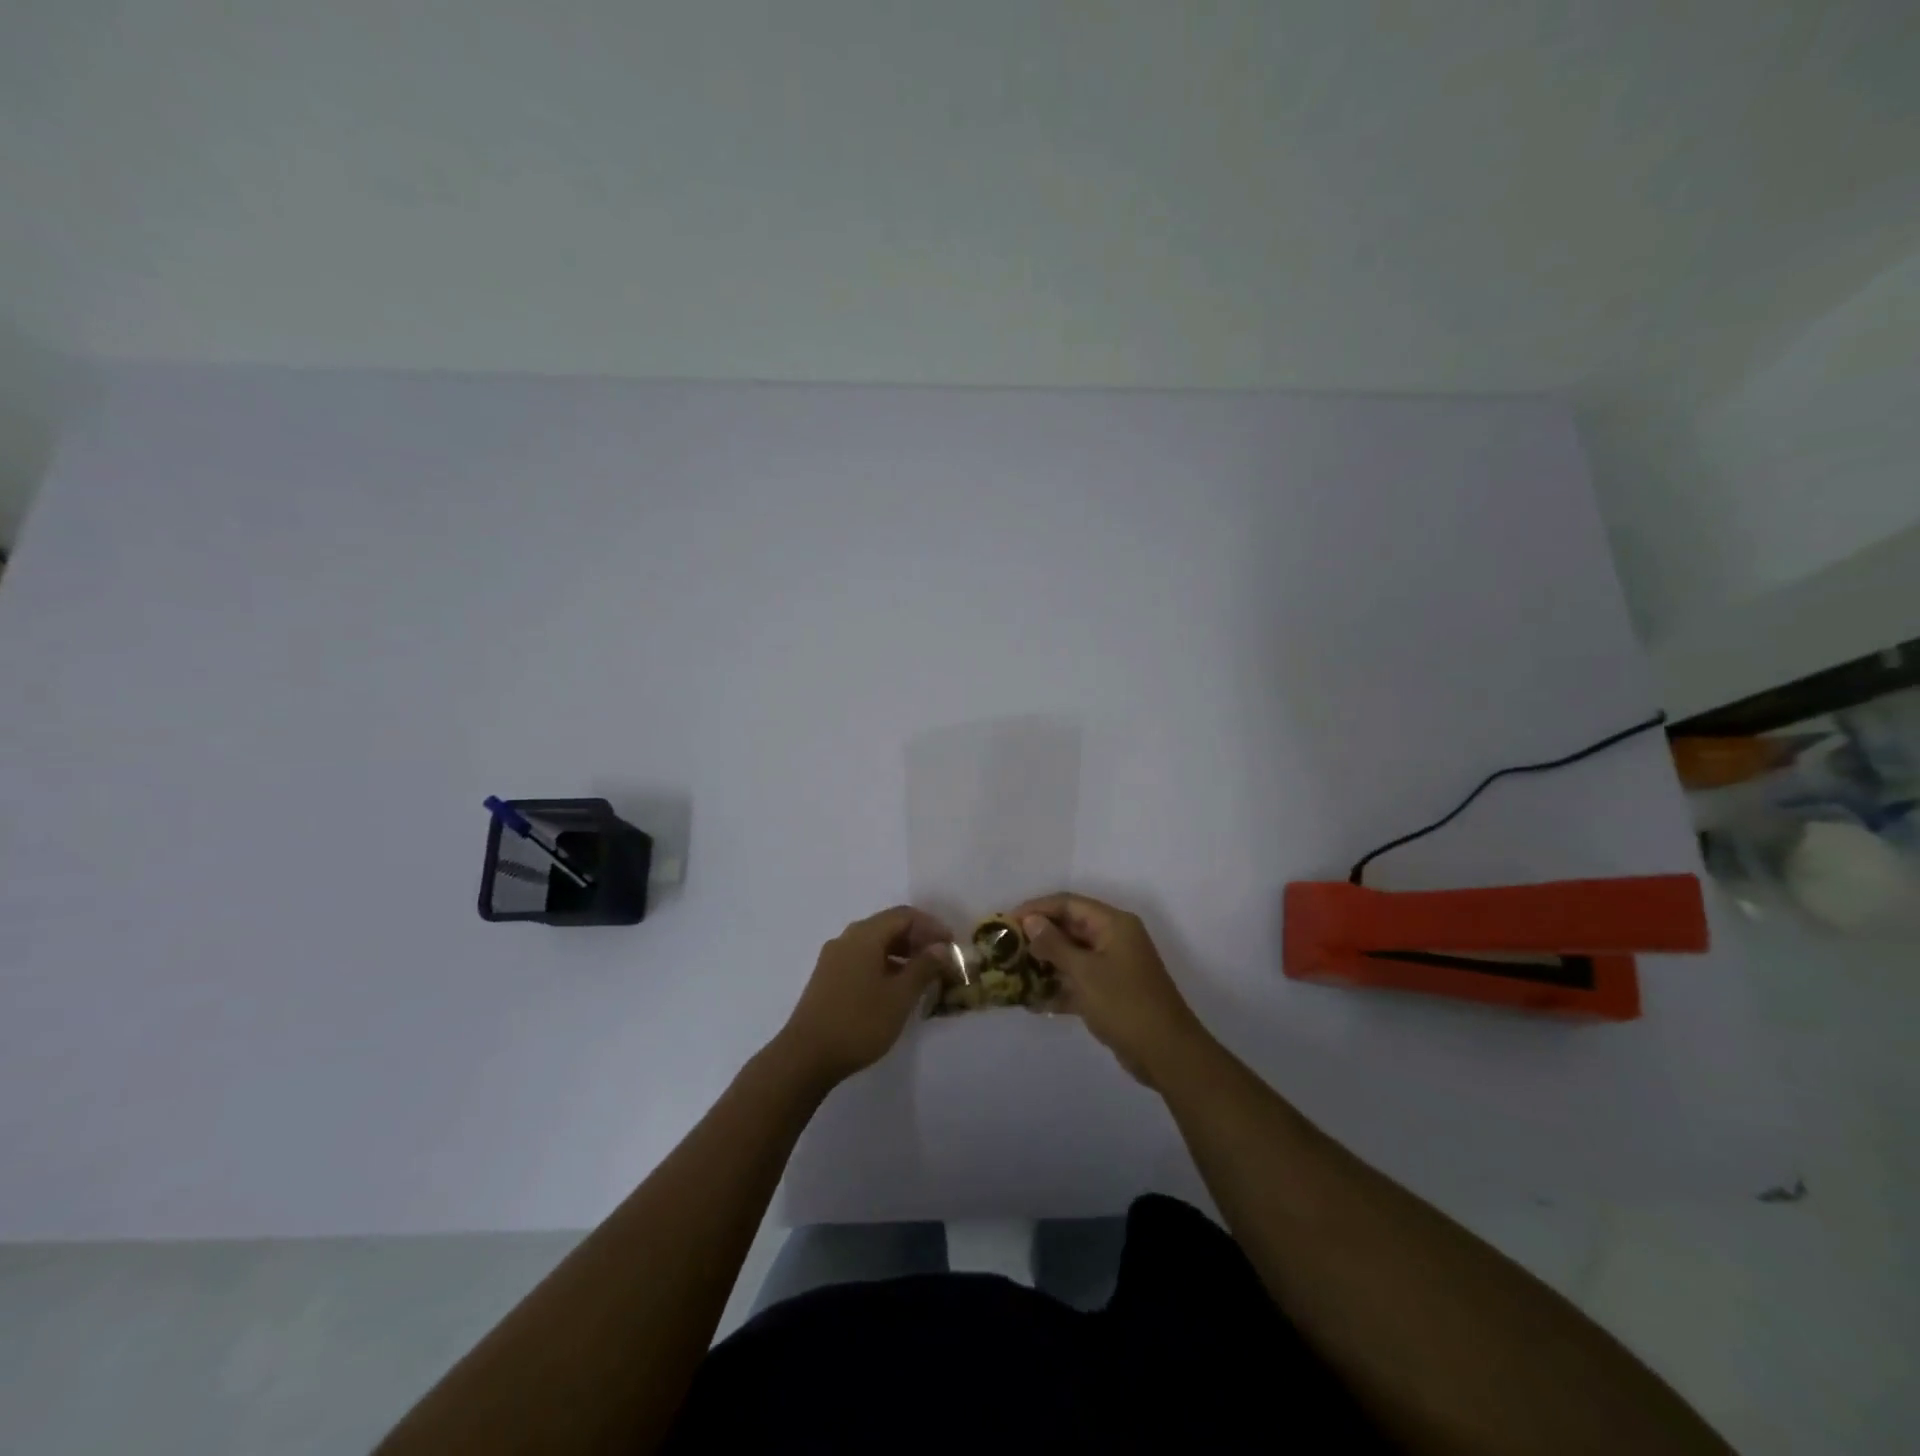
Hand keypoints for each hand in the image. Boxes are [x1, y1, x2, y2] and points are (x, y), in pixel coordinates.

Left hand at [776, 905, 949, 1086]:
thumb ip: (923, 967)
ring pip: (875, 944)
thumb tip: (941, 947)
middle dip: (917, 939)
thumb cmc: (859, 1022)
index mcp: (865, 935)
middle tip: (940, 960)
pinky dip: (884, 965)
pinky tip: (895, 988)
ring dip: (901, 953)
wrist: (805, 1056)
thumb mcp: (900, 996)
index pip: (904, 915)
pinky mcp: (827, 978)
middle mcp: (847, 939)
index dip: (931, 926)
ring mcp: (834, 958)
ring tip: (922, 976)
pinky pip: (862, 959)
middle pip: (888, 926)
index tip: (952, 945)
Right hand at [1015, 893, 1210, 1087]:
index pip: (1068, 903)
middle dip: (1039, 936)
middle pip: (1070, 927)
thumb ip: (1054, 944)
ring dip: (1046, 962)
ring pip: (1073, 955)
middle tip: (1006, 947)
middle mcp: (1114, 938)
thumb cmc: (1124, 1004)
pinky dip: (1060, 987)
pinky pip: (1080, 980)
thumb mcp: (1084, 972)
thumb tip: (1031, 920)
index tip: (1007, 921)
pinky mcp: (1112, 992)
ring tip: (1013, 972)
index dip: (1037, 908)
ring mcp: (1114, 965)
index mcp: (1113, 924)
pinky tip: (1033, 1001)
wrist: (1166, 1053)